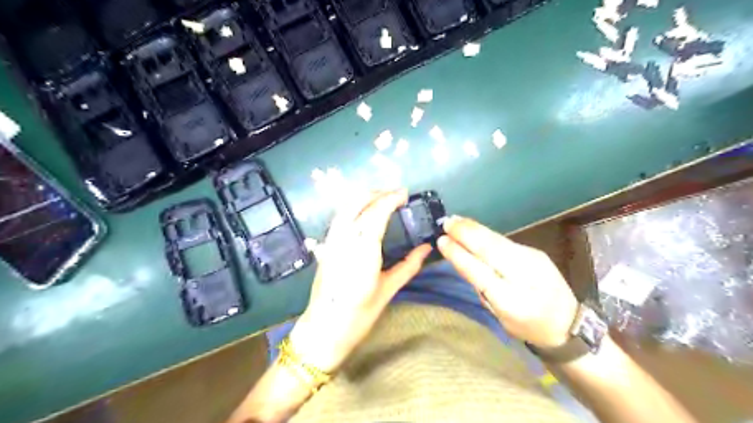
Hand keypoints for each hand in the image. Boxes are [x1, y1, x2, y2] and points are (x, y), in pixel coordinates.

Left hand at [288, 190, 429, 371]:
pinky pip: (339, 218)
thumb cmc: (358, 315)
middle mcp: (343, 240)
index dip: (390, 199)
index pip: (375, 213)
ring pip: (345, 207)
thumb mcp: (388, 290)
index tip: (404, 194)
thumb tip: (426, 248)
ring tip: (381, 199)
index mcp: (362, 251)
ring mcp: (331, 241)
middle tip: (395, 194)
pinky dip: (352, 207)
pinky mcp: (325, 246)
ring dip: (363, 197)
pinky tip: (363, 212)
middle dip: (376, 193)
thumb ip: (409, 266)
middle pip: (356, 203)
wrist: (323, 330)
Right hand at [435, 217, 577, 348]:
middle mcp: (524, 275)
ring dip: (474, 229)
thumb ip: (483, 290)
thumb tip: (464, 262)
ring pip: (497, 240)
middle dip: (465, 234)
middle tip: (446, 223)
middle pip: (490, 249)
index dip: (459, 255)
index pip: (480, 273)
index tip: (442, 241)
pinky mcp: (534, 251)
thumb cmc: (529, 326)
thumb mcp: (501, 317)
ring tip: (455, 220)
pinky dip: (485, 233)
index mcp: (512, 301)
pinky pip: (503, 240)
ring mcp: (532, 259)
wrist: (569, 322)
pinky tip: (473, 228)